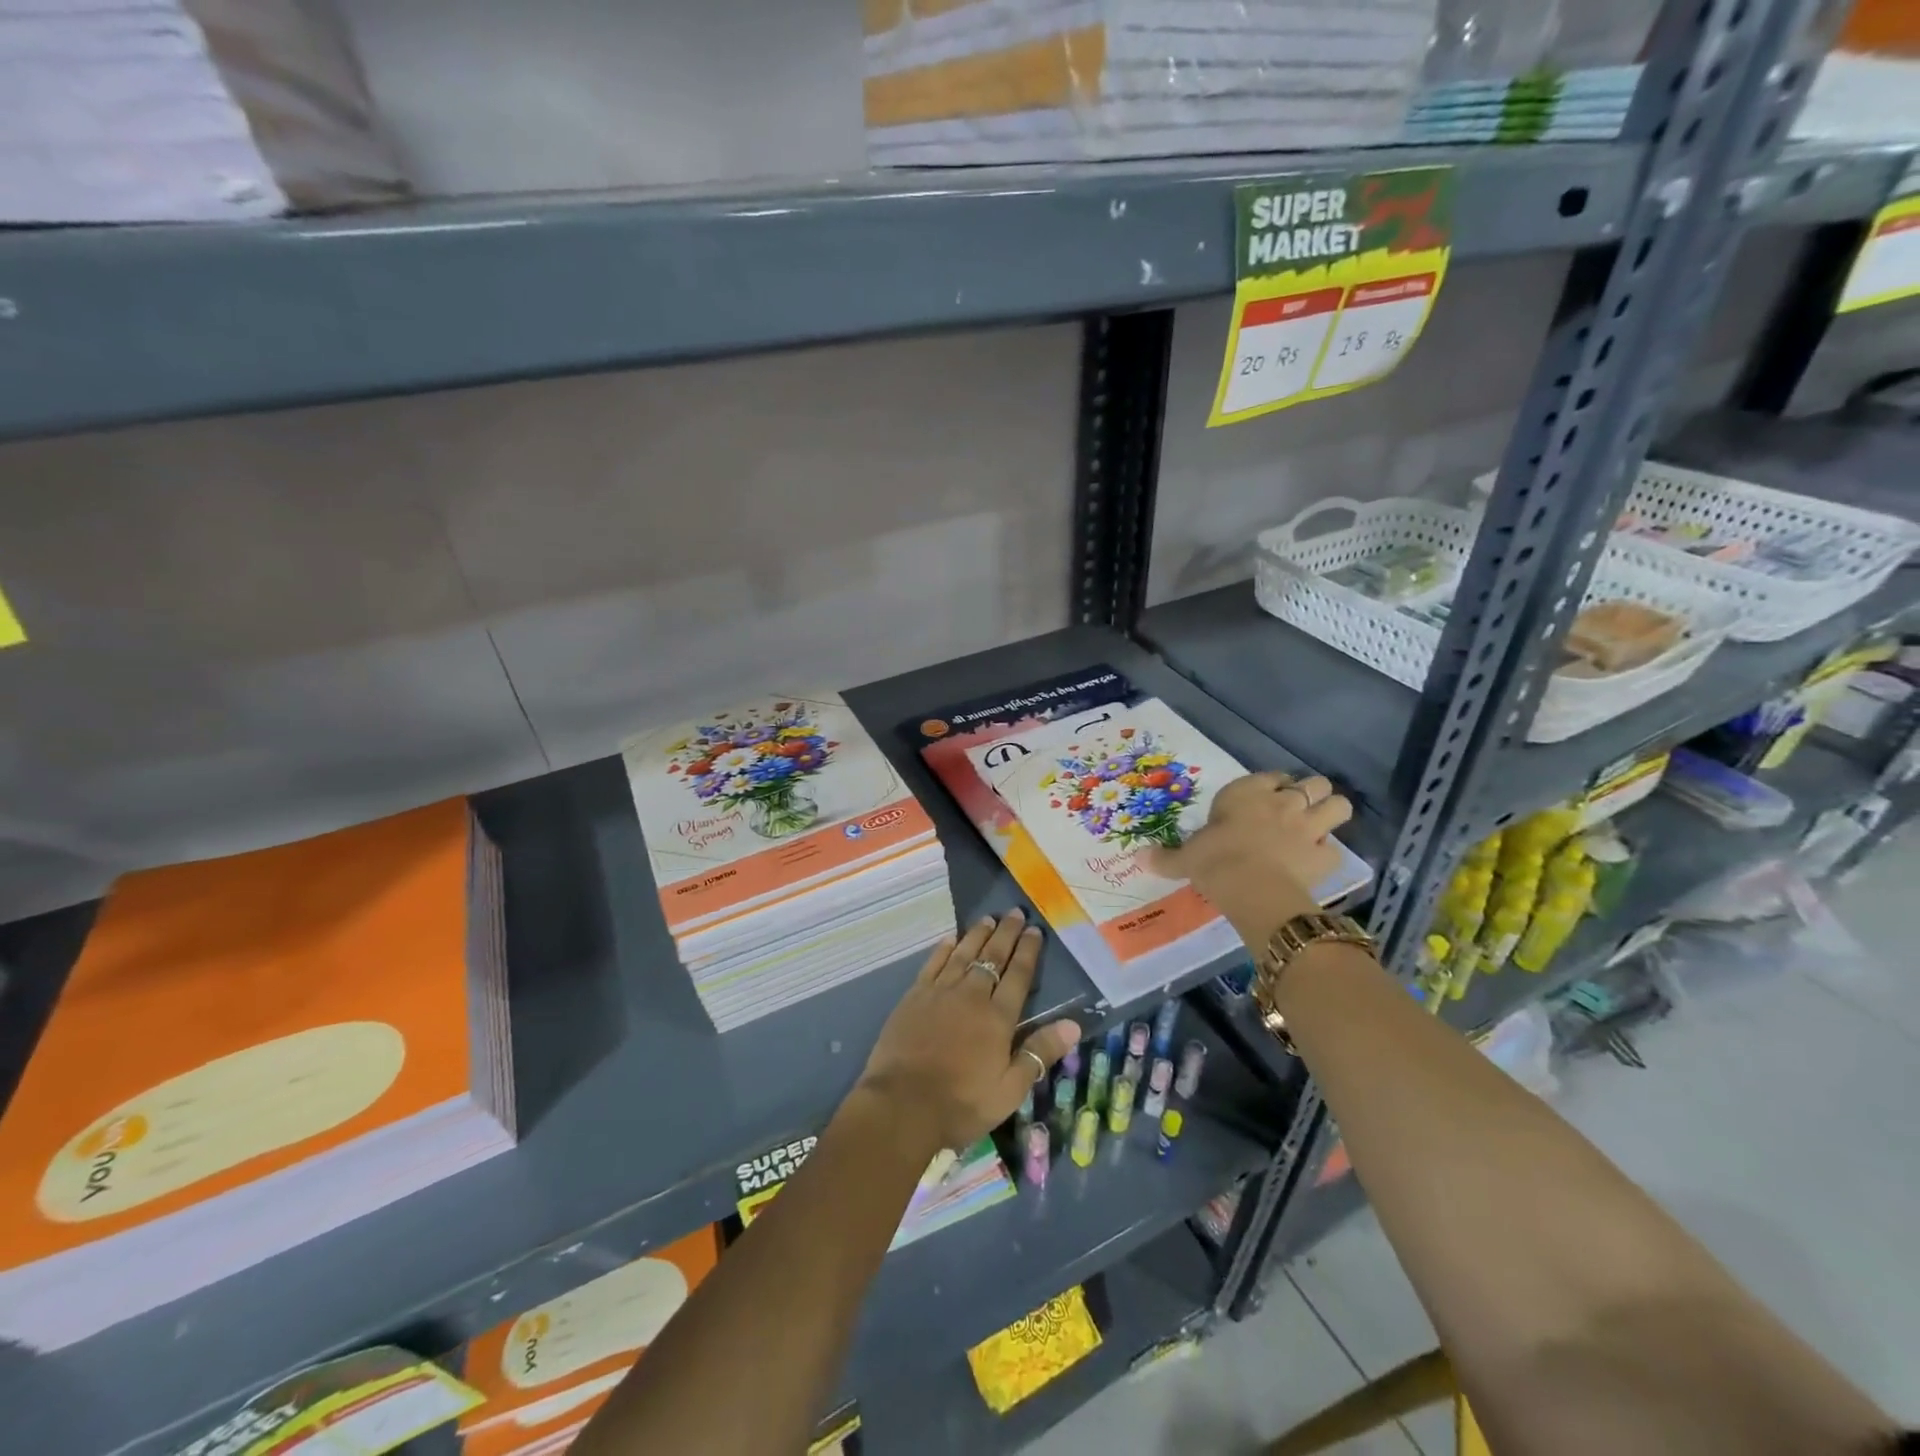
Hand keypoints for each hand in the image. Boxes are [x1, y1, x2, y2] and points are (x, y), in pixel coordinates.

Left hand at [856, 909, 1080, 1154]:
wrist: (902, 1105)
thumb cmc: (961, 1103)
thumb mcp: (1009, 1089)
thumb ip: (1039, 1053)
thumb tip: (1073, 1024)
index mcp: (998, 1017)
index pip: (1018, 975)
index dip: (1028, 951)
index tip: (1035, 930)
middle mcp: (971, 995)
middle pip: (992, 957)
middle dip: (1006, 934)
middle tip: (1015, 913)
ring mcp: (940, 993)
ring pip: (963, 954)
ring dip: (977, 935)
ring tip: (988, 918)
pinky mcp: (914, 997)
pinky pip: (933, 964)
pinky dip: (943, 949)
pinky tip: (949, 939)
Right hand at [1146, 771, 1352, 943]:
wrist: (1251, 887)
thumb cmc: (1214, 861)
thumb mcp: (1185, 859)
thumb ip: (1167, 857)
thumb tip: (1140, 857)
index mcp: (1247, 793)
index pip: (1272, 776)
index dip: (1273, 786)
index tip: (1265, 798)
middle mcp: (1282, 802)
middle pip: (1313, 783)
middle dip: (1310, 793)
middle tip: (1297, 810)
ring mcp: (1309, 827)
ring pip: (1338, 805)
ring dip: (1331, 813)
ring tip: (1319, 827)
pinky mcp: (1325, 856)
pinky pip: (1336, 849)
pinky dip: (1329, 854)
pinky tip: (1316, 862)